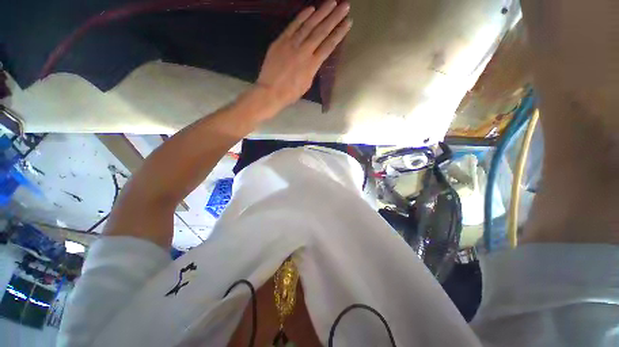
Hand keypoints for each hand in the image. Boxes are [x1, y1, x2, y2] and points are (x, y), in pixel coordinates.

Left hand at [256, 1, 351, 110]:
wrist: (270, 91)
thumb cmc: (290, 93)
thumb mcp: (306, 84)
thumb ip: (312, 69)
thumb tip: (315, 58)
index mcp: (312, 65)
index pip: (329, 45)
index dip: (339, 33)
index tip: (348, 22)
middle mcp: (305, 51)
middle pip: (322, 31)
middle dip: (334, 17)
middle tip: (345, 5)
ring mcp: (292, 44)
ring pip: (309, 25)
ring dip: (321, 12)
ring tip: (332, 2)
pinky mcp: (281, 40)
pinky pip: (293, 26)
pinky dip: (302, 16)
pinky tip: (311, 9)